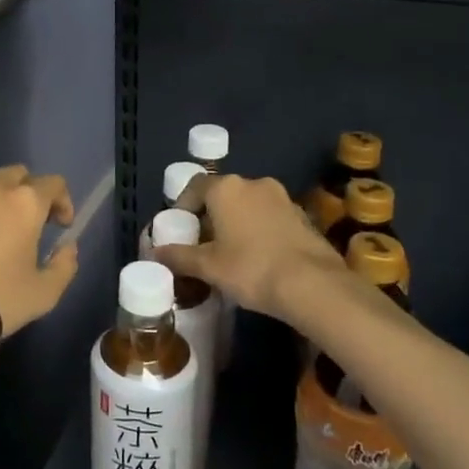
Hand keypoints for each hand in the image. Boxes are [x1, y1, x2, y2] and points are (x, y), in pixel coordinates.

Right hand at [154, 173, 345, 321]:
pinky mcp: (302, 215)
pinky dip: (259, 230)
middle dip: (210, 216)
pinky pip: (270, 217)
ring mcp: (282, 197)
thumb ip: (179, 256)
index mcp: (226, 188)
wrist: (313, 285)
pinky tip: (259, 257)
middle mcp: (254, 183)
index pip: (195, 187)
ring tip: (231, 252)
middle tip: (203, 244)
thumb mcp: (209, 267)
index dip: (183, 206)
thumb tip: (155, 253)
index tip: (180, 230)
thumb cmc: (251, 269)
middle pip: (223, 194)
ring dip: (236, 222)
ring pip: (248, 205)